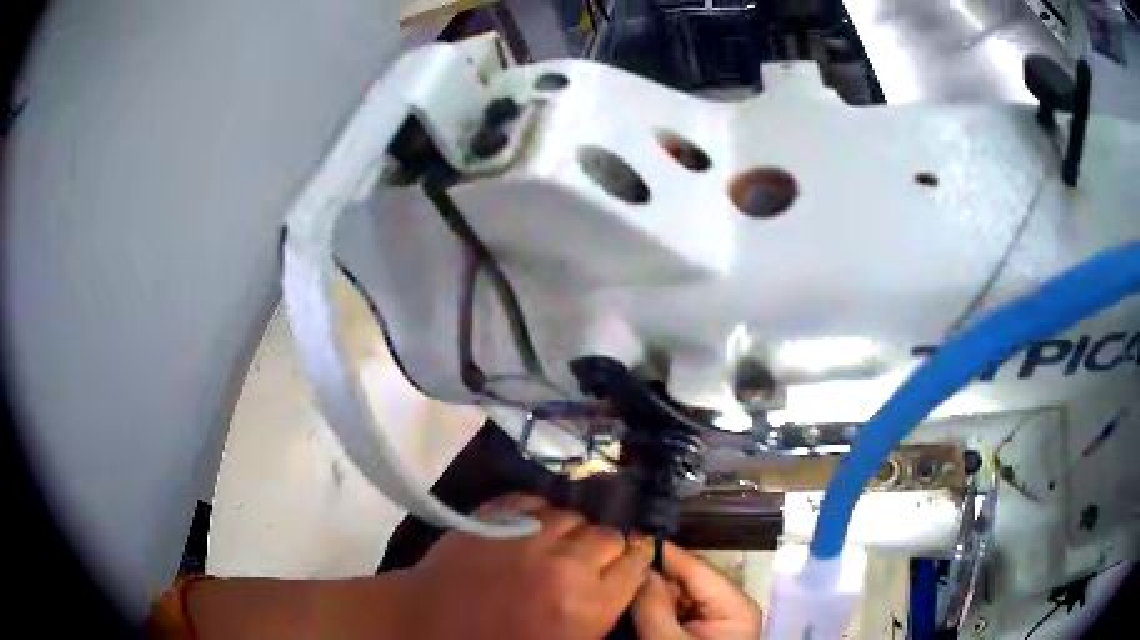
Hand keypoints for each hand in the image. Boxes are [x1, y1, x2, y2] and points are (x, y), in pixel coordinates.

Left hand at [406, 495, 654, 639]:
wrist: (428, 626)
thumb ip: (601, 611)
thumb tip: (624, 581)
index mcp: (588, 606)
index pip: (636, 565)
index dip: (635, 561)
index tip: (629, 562)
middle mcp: (565, 566)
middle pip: (610, 536)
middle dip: (606, 548)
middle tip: (590, 560)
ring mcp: (527, 537)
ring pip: (574, 516)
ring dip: (573, 530)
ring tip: (560, 544)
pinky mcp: (495, 518)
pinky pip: (534, 502)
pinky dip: (540, 513)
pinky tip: (534, 528)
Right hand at [632, 542, 762, 639]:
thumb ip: (653, 606)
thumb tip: (637, 567)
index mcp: (736, 605)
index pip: (697, 567)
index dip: (663, 551)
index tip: (629, 536)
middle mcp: (730, 605)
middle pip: (686, 580)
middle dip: (654, 572)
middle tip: (617, 561)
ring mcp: (717, 618)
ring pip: (678, 594)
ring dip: (651, 589)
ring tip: (620, 577)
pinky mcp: (703, 630)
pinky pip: (676, 610)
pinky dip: (654, 606)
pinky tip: (632, 600)